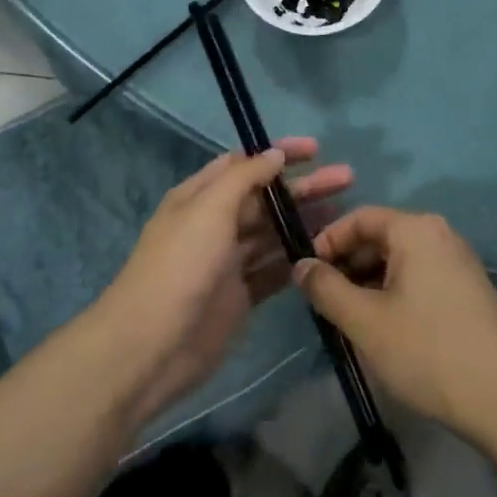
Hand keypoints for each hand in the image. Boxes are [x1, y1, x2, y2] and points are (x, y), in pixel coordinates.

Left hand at [98, 139, 352, 428]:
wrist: (151, 346)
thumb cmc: (179, 266)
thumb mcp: (208, 209)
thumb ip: (244, 178)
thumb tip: (274, 154)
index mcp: (200, 197)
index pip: (244, 164)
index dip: (278, 154)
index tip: (317, 149)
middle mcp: (214, 224)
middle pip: (265, 198)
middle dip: (302, 187)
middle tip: (346, 179)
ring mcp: (228, 262)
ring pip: (273, 233)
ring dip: (304, 221)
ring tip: (345, 214)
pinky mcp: (241, 296)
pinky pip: (274, 270)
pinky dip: (297, 260)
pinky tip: (327, 253)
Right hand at [294, 207, 496, 445]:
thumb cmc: (428, 352)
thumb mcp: (365, 321)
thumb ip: (326, 288)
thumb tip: (300, 266)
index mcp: (416, 230)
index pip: (359, 217)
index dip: (327, 240)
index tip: (306, 273)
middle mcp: (440, 235)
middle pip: (380, 236)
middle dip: (347, 263)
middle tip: (324, 300)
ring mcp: (459, 262)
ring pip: (399, 260)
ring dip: (369, 281)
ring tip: (349, 318)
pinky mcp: (469, 290)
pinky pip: (420, 276)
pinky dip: (394, 292)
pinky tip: (384, 328)